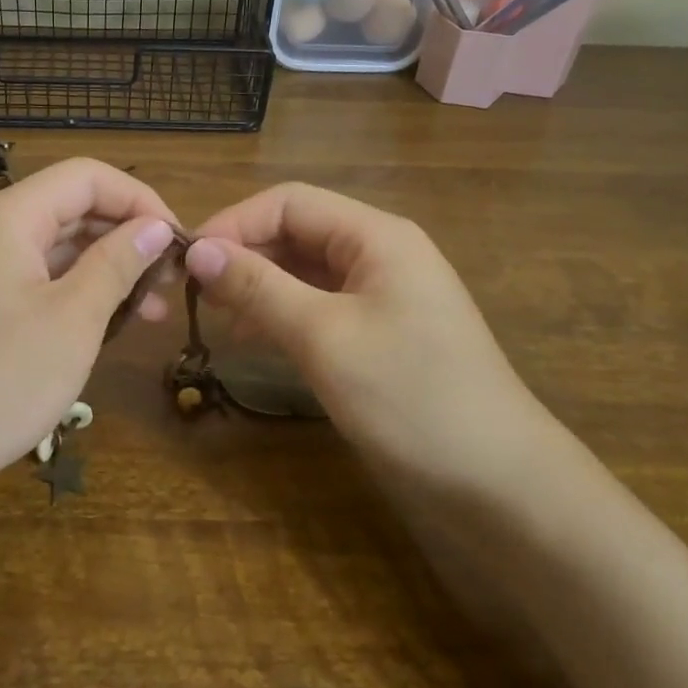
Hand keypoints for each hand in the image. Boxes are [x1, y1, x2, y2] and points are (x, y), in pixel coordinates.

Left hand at [0, 158, 177, 487]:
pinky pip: (35, 279)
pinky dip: (74, 294)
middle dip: (126, 238)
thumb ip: (117, 263)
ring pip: (55, 248)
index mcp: (7, 216)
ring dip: (106, 271)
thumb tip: (155, 226)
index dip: (140, 200)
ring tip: (151, 313)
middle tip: (171, 284)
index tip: (178, 243)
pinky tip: (106, 326)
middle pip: (70, 209)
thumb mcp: (73, 319)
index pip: (87, 177)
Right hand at [187, 183, 558, 500]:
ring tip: (216, 315)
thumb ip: (258, 287)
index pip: (290, 203)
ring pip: (305, 271)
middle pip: (297, 232)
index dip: (234, 223)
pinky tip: (254, 338)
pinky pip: (320, 306)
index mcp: (377, 236)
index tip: (186, 260)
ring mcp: (383, 295)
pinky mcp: (381, 334)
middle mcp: (381, 253)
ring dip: (259, 285)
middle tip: (194, 292)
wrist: (500, 485)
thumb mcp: (324, 337)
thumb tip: (196, 250)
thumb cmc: (410, 397)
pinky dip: (282, 314)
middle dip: (244, 254)